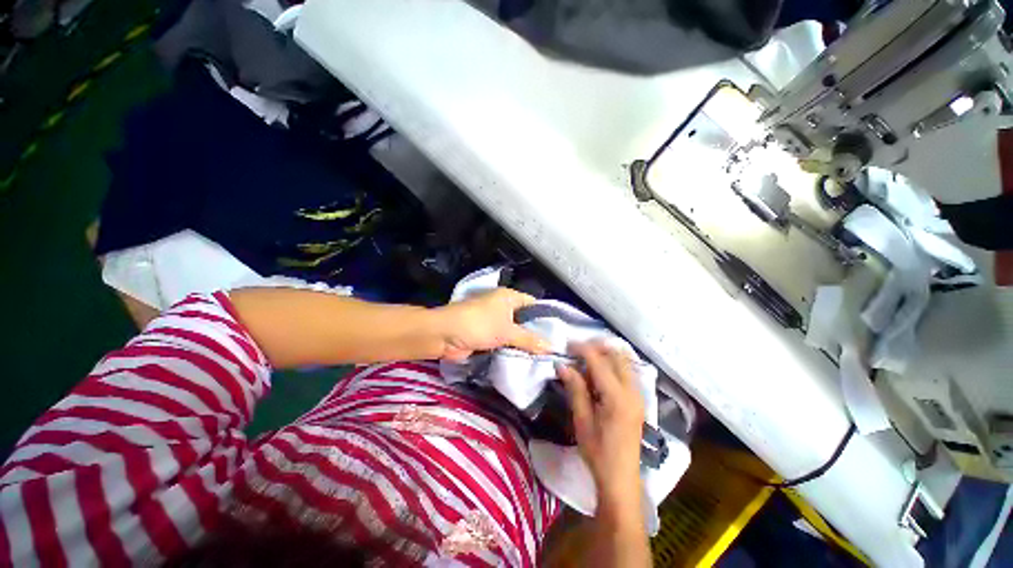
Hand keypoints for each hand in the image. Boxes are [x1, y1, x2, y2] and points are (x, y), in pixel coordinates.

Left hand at [434, 288, 550, 362]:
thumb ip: (530, 340)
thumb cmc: (479, 325)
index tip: (559, 333)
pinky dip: (512, 349)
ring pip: (515, 332)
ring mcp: (494, 321)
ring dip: (524, 344)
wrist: (445, 335)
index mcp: (509, 297)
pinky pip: (505, 341)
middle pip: (525, 320)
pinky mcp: (487, 335)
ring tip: (545, 358)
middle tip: (554, 349)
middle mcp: (503, 307)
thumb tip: (552, 348)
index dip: (546, 317)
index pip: (534, 304)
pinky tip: (526, 360)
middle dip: (536, 333)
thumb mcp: (507, 331)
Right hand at [557, 342, 644, 502]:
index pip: (599, 361)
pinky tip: (598, 374)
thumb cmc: (598, 452)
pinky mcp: (639, 400)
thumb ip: (575, 388)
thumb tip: (562, 365)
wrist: (621, 479)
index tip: (566, 346)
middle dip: (596, 347)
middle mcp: (632, 391)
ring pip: (624, 361)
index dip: (582, 349)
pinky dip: (612, 365)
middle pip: (617, 355)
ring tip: (585, 360)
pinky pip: (627, 372)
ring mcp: (639, 395)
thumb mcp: (582, 420)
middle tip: (576, 351)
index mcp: (617, 397)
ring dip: (605, 355)